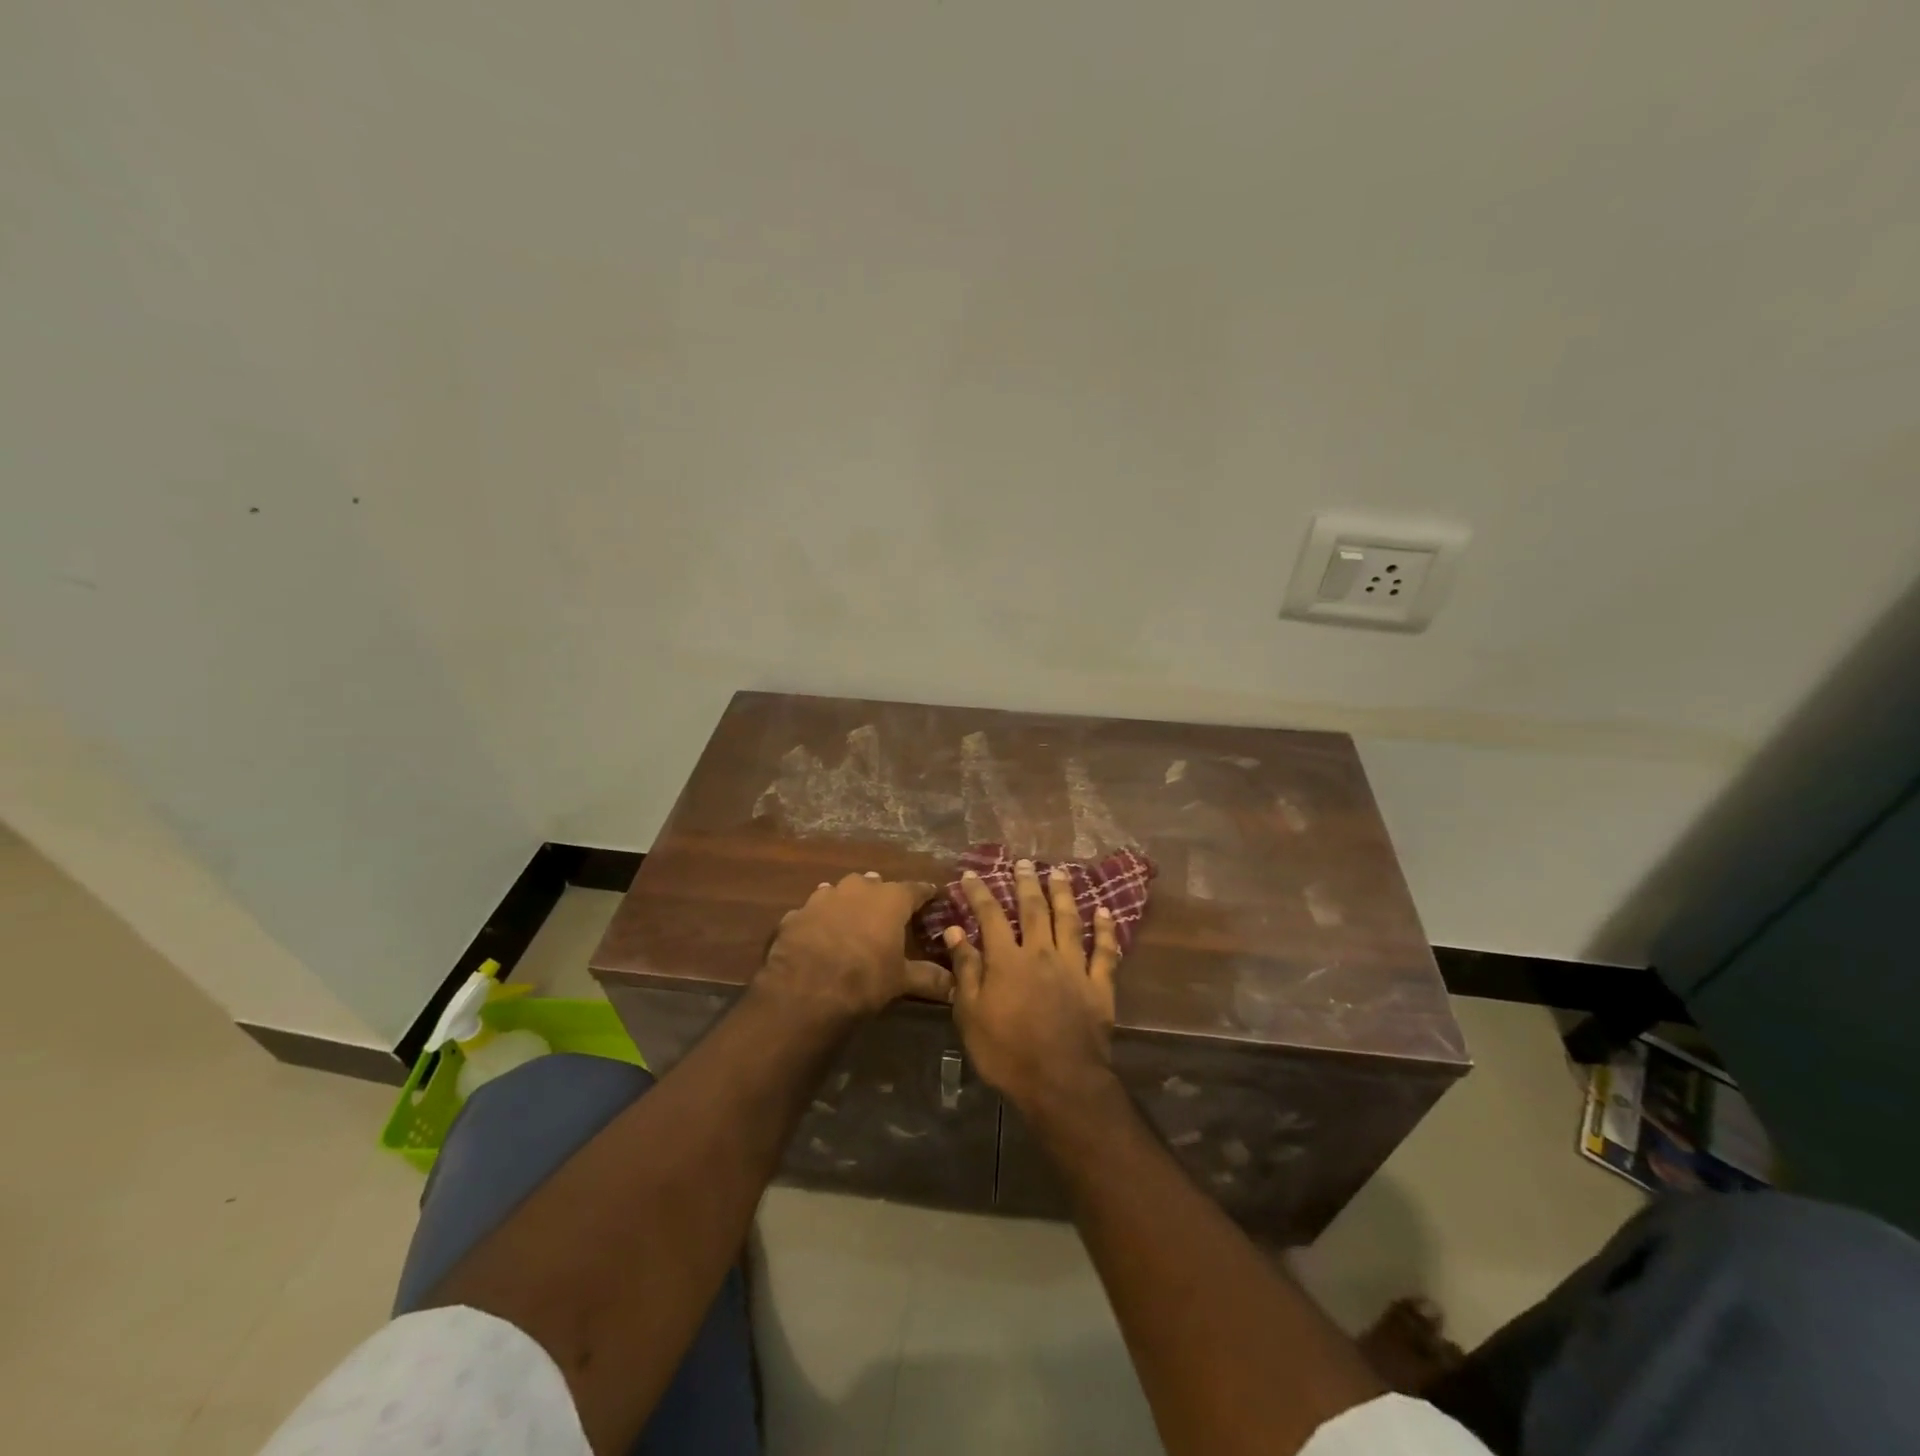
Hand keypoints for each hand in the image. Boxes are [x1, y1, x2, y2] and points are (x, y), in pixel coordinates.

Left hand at [759, 872, 951, 1019]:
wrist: (805, 991)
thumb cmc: (865, 979)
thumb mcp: (901, 980)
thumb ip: (928, 978)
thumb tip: (955, 986)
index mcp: (890, 899)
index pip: (915, 889)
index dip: (924, 894)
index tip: (932, 896)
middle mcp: (858, 888)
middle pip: (875, 884)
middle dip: (882, 895)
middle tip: (887, 911)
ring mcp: (823, 897)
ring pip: (840, 892)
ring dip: (847, 902)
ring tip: (851, 917)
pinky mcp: (796, 914)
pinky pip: (812, 913)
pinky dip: (819, 921)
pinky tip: (818, 935)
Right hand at [946, 859, 1121, 1114]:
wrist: (1061, 1082)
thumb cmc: (1007, 1052)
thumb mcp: (971, 1014)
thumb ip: (966, 969)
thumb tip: (955, 930)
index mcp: (1007, 960)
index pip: (990, 916)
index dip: (979, 893)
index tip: (970, 875)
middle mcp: (1041, 953)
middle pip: (1033, 909)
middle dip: (1027, 883)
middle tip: (1024, 862)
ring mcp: (1074, 967)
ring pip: (1069, 921)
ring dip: (1064, 894)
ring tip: (1060, 872)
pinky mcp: (1099, 986)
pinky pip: (1104, 952)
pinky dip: (1105, 931)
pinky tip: (1105, 912)